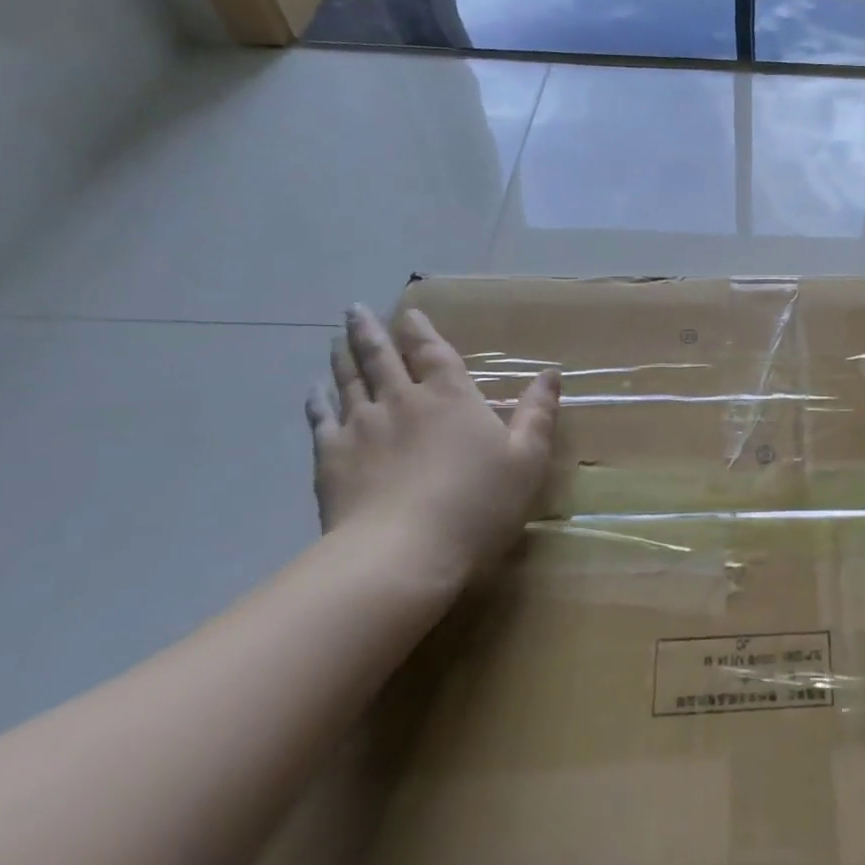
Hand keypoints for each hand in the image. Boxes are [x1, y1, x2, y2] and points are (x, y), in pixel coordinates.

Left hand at [307, 306, 558, 586]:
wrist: (401, 554)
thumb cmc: (477, 504)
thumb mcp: (528, 459)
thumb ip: (538, 413)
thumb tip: (550, 373)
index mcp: (451, 396)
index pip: (432, 351)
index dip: (419, 330)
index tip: (407, 313)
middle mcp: (402, 400)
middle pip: (380, 357)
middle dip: (368, 331)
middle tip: (353, 311)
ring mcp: (361, 427)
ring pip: (348, 381)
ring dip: (342, 356)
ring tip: (334, 339)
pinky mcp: (332, 458)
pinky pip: (321, 420)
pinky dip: (317, 401)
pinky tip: (314, 392)